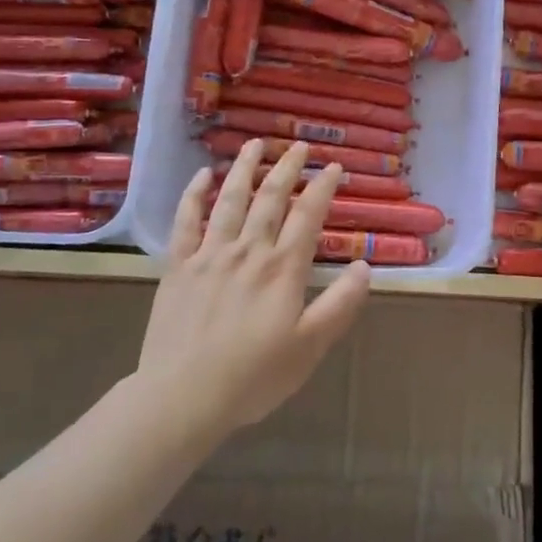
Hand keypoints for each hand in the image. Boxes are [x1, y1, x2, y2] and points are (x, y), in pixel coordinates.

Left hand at [139, 139, 371, 439]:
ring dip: (244, 169)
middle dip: (287, 168)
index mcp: (283, 269)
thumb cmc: (254, 376)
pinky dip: (194, 196)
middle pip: (271, 199)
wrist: (183, 396)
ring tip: (255, 144)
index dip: (322, 188)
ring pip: (230, 200)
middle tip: (299, 145)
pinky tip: (202, 176)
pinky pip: (186, 222)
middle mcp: (249, 251)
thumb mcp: (311, 346)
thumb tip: (363, 266)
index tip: (334, 167)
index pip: (308, 216)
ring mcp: (210, 255)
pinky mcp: (178, 268)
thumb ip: (340, 305)